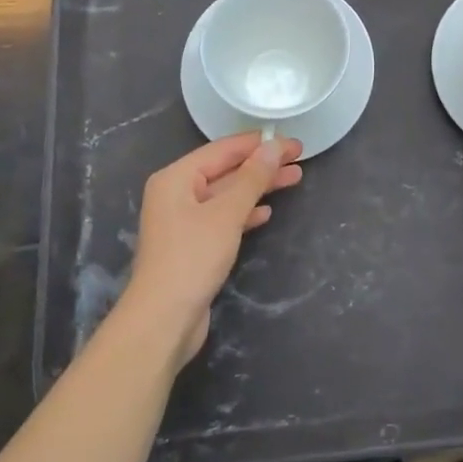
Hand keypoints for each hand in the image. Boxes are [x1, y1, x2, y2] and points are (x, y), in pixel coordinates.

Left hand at [128, 133, 302, 365]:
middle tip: (299, 159)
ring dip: (258, 187)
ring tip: (293, 179)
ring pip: (227, 194)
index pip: (223, 150)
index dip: (259, 144)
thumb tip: (273, 146)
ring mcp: (183, 221)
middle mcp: (176, 194)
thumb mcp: (227, 213)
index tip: (292, 142)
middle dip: (262, 165)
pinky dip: (245, 212)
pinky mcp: (192, 245)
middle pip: (226, 170)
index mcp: (176, 178)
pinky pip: (223, 217)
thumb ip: (252, 178)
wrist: (163, 319)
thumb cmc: (192, 258)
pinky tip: (267, 212)